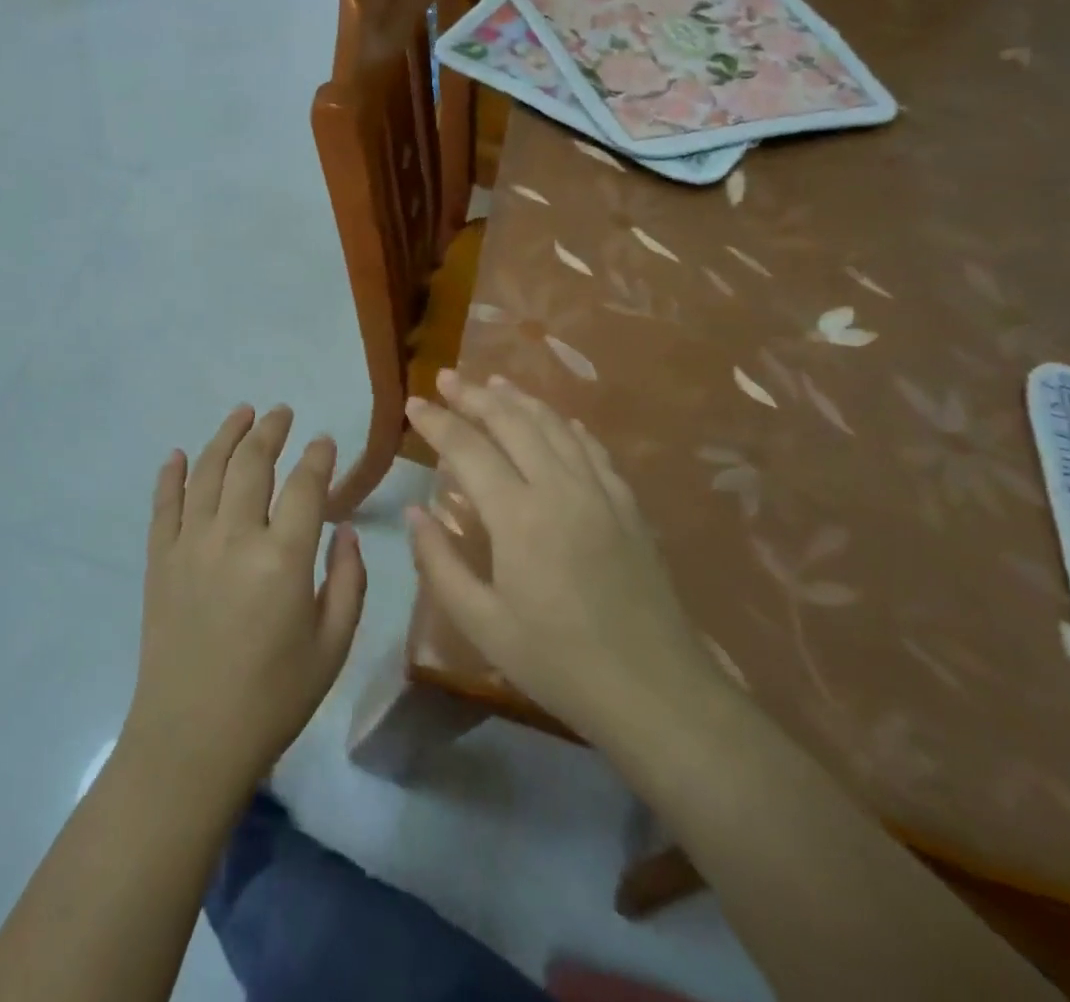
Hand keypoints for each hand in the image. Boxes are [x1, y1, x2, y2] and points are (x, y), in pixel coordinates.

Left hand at [123, 405, 366, 795]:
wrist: (191, 739)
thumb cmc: (273, 698)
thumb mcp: (332, 647)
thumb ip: (349, 582)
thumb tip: (346, 532)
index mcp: (284, 558)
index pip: (305, 486)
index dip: (318, 457)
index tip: (324, 441)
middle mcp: (235, 537)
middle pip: (253, 463)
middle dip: (271, 431)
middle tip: (282, 413)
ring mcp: (190, 544)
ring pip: (208, 471)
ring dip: (226, 435)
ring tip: (242, 413)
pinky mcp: (159, 559)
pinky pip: (164, 504)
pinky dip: (172, 474)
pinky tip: (180, 455)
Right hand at [404, 370, 715, 747]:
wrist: (656, 692)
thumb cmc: (558, 662)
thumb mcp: (482, 623)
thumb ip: (440, 563)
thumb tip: (415, 512)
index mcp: (518, 516)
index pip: (467, 449)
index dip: (437, 422)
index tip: (413, 403)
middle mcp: (559, 488)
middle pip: (512, 422)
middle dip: (474, 395)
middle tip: (447, 377)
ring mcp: (600, 493)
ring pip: (555, 426)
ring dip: (520, 399)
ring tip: (494, 382)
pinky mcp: (628, 506)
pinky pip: (594, 449)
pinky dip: (568, 426)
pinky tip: (560, 420)